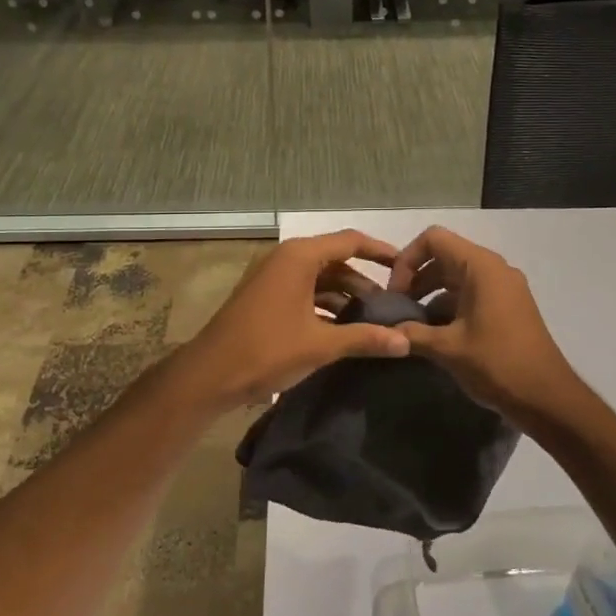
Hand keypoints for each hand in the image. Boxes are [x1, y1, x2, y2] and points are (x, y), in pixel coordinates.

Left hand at [172, 230, 410, 407]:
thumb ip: (365, 338)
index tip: (406, 266)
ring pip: (319, 278)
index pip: (350, 241)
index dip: (380, 251)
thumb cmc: (267, 350)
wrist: (209, 374)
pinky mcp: (265, 296)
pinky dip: (325, 304)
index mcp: (299, 257)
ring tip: (373, 320)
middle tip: (392, 304)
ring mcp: (272, 277)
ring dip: (345, 295)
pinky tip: (343, 328)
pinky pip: (304, 291)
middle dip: (364, 281)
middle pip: (335, 260)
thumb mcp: (321, 345)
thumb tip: (406, 342)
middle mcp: (286, 258)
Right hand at [387, 225, 592, 427]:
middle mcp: (494, 269)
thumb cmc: (497, 363)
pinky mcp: (508, 307)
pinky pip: (471, 294)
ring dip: (431, 294)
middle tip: (398, 310)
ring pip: (457, 277)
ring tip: (412, 325)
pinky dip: (449, 306)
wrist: (547, 398)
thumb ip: (411, 333)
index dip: (407, 260)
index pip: (433, 239)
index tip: (396, 293)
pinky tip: (435, 335)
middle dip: (416, 279)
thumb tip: (385, 330)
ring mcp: (504, 288)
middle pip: (444, 256)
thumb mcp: (447, 348)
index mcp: (480, 267)